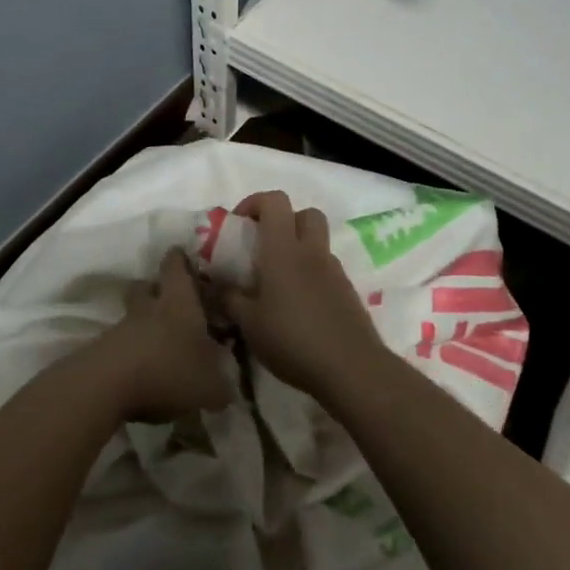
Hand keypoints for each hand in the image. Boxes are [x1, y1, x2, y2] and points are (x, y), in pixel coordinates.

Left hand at [91, 248, 235, 423]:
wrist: (105, 387)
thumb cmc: (168, 372)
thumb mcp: (209, 388)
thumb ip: (221, 388)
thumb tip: (227, 393)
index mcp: (179, 303)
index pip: (176, 267)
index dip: (179, 260)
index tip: (183, 255)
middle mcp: (149, 308)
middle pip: (147, 285)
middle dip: (157, 288)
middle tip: (172, 300)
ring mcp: (121, 328)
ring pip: (133, 314)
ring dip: (144, 322)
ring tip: (161, 342)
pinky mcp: (103, 351)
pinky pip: (121, 342)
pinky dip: (132, 350)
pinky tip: (143, 369)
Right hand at [226, 191, 386, 400]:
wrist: (351, 368)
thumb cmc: (292, 340)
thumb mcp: (249, 324)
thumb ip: (230, 299)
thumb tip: (218, 285)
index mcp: (284, 250)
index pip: (275, 201)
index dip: (255, 202)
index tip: (239, 225)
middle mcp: (312, 251)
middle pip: (305, 213)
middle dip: (284, 221)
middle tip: (263, 247)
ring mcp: (335, 270)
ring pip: (317, 241)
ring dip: (298, 248)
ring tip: (278, 282)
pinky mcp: (347, 290)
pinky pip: (326, 268)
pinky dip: (311, 273)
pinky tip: (298, 305)